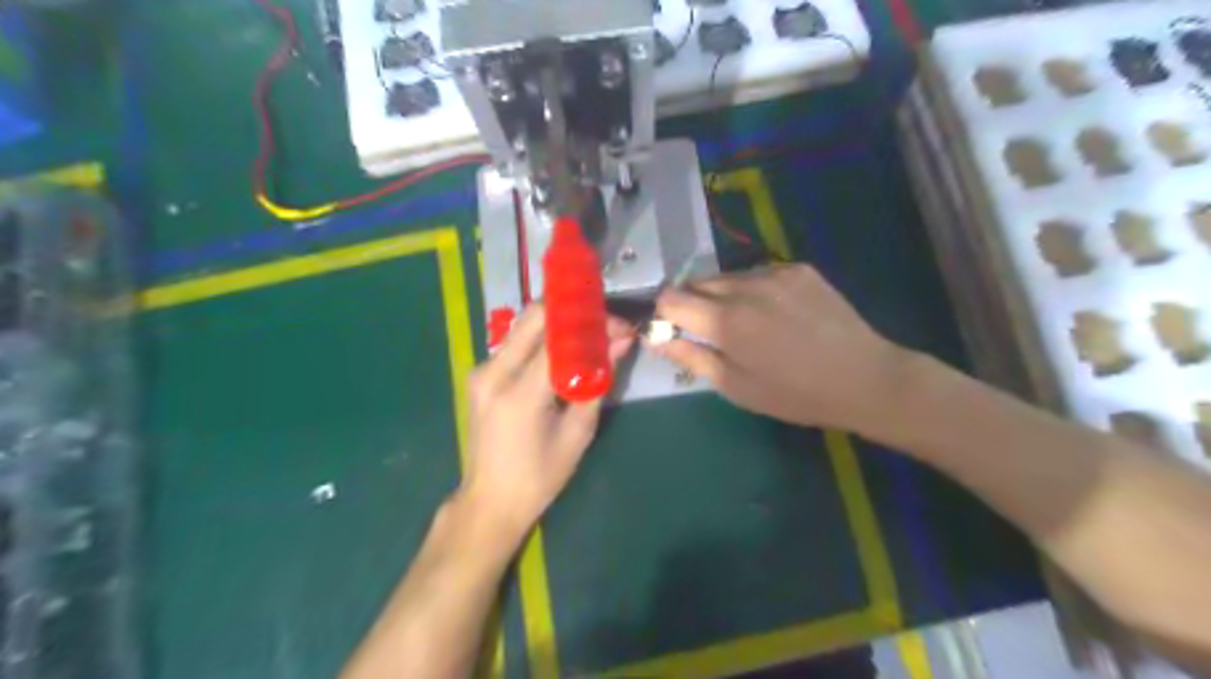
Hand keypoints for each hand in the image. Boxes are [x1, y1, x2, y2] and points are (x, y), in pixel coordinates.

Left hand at [460, 305, 636, 543]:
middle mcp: (493, 373)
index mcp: (519, 394)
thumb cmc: (540, 478)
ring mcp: (481, 371)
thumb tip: (622, 342)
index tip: (619, 325)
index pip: (558, 338)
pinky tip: (564, 349)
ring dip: (558, 322)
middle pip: (533, 317)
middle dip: (573, 310)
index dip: (592, 324)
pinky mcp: (480, 374)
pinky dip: (543, 338)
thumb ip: (598, 381)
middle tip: (603, 320)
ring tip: (590, 332)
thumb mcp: (578, 433)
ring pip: (523, 326)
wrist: (490, 501)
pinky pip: (516, 343)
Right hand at [660, 264, 914, 435]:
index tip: (674, 331)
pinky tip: (775, 312)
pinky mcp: (798, 268)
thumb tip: (654, 339)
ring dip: (723, 295)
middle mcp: (745, 286)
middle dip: (692, 304)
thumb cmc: (795, 394)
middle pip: (696, 282)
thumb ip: (691, 358)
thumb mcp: (736, 387)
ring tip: (747, 323)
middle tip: (711, 332)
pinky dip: (752, 289)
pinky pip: (757, 273)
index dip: (665, 314)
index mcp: (726, 321)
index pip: (670, 298)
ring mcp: (775, 272)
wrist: (864, 377)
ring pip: (727, 276)